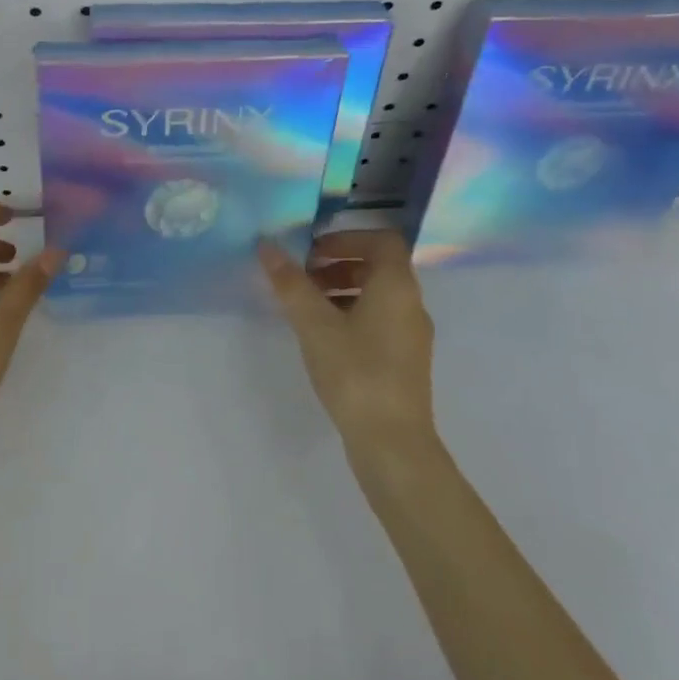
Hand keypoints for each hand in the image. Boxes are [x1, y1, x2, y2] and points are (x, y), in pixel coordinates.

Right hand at [258, 230, 440, 470]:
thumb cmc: (355, 373)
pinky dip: (352, 314)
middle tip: (302, 277)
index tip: (311, 251)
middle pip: (379, 266)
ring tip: (306, 307)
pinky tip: (323, 337)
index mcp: (396, 286)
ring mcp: (411, 334)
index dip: (346, 237)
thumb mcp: (315, 325)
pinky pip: (379, 320)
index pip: (381, 240)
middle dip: (338, 264)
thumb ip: (291, 284)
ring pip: (378, 295)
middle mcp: (411, 304)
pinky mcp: (405, 359)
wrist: (392, 441)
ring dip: (342, 290)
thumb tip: (267, 246)